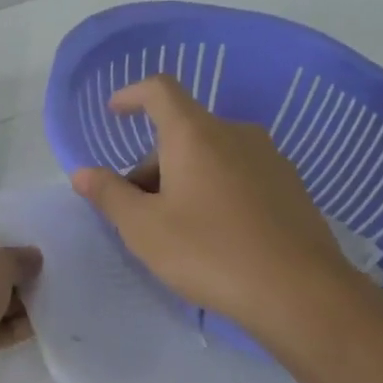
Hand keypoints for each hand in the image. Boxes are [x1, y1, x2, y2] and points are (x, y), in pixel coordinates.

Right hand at [71, 75, 360, 343]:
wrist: (300, 292)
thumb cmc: (209, 253)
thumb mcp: (144, 228)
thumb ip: (109, 195)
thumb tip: (82, 172)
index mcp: (195, 134)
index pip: (160, 90)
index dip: (131, 95)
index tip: (114, 112)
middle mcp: (235, 133)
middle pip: (182, 132)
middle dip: (152, 163)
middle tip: (137, 211)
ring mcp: (269, 158)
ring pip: (211, 155)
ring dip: (183, 178)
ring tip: (175, 229)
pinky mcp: (291, 186)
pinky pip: (238, 173)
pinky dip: (215, 189)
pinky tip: (215, 235)